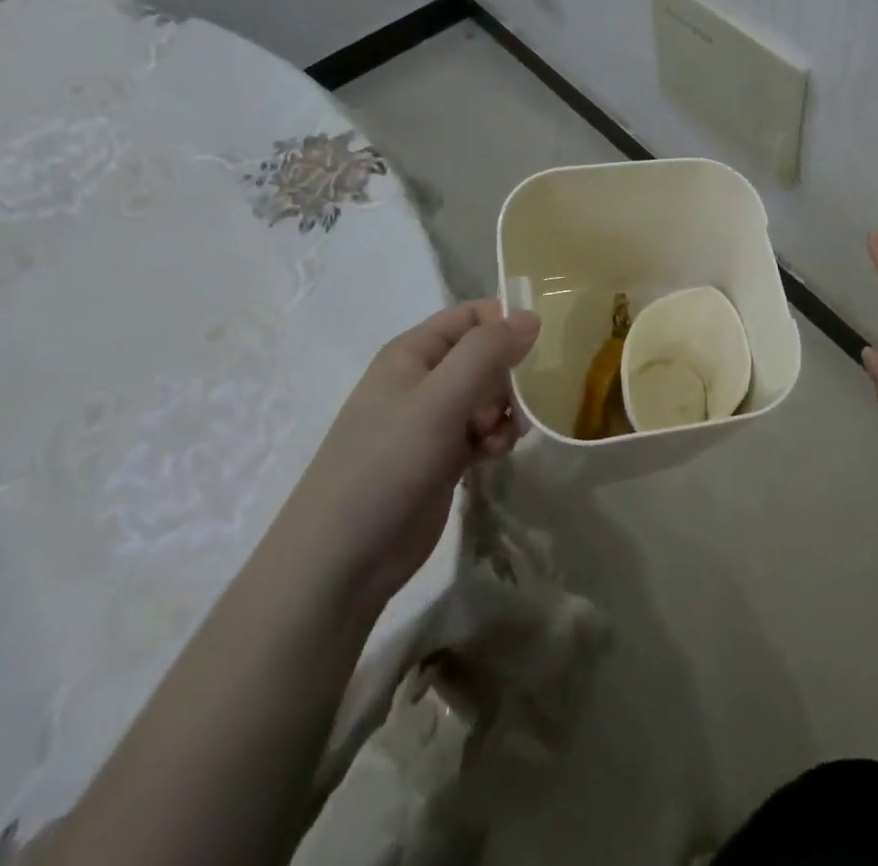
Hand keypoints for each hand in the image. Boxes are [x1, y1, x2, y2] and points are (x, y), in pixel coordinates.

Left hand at [266, 300, 539, 610]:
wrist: (341, 562)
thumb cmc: (387, 465)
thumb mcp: (441, 399)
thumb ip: (487, 351)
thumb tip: (531, 316)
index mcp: (412, 353)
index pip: (471, 315)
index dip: (505, 324)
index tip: (537, 350)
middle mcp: (421, 380)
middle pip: (483, 355)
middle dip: (509, 375)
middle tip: (518, 403)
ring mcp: (430, 421)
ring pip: (487, 395)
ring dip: (506, 410)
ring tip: (503, 436)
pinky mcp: (440, 458)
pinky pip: (481, 431)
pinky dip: (494, 438)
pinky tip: (494, 456)